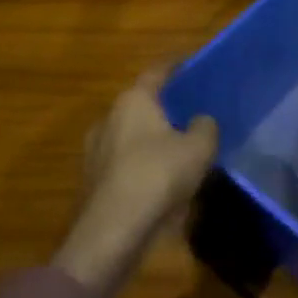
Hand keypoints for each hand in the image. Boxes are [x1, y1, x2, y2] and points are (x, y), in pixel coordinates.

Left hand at [54, 68, 218, 297]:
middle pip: (142, 104)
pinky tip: (162, 180)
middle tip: (191, 110)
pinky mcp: (92, 184)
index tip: (194, 62)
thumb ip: (205, 126)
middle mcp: (109, 118)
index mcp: (133, 100)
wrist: (111, 234)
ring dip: (152, 139)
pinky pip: (125, 164)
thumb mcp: (199, 147)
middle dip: (165, 107)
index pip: (158, 71)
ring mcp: (95, 152)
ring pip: (131, 136)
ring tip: (179, 148)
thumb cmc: (157, 176)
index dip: (178, 65)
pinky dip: (142, 166)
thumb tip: (200, 121)